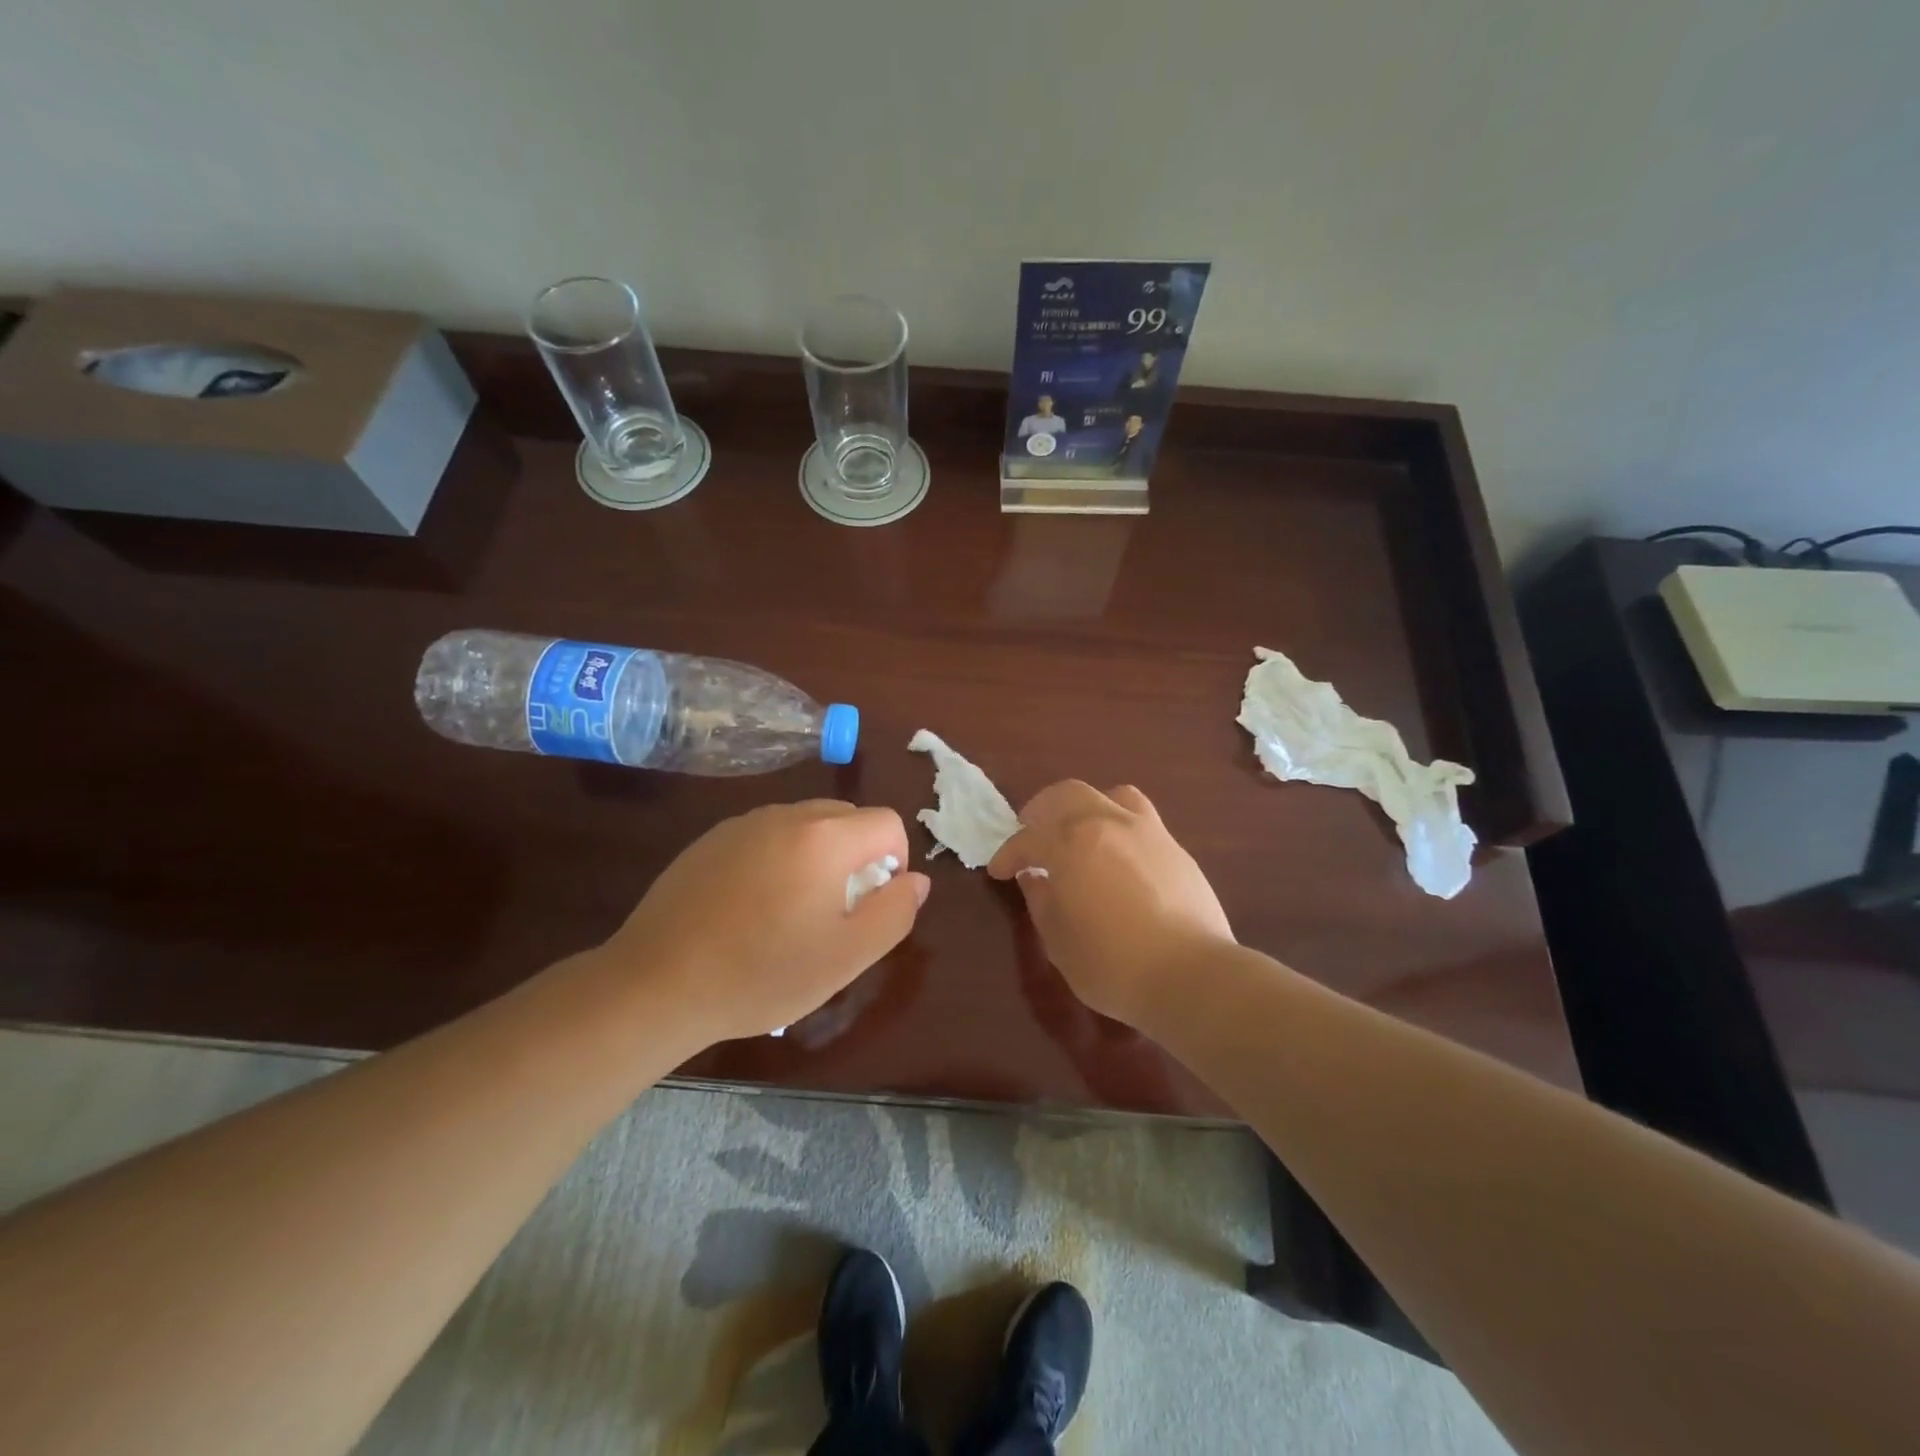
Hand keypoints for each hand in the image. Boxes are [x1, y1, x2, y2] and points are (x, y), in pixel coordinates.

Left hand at [602, 801, 929, 1045]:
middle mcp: (787, 815)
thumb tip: (915, 880)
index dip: (895, 863)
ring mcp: (744, 824)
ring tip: (791, 913)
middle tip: (835, 912)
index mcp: (826, 837)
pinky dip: (778, 860)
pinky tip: (750, 908)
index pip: (887, 823)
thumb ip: (894, 911)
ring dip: (817, 857)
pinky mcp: (711, 839)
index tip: (869, 906)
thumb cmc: (763, 973)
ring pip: (806, 826)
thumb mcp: (847, 956)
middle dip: (857, 857)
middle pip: (848, 818)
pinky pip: (767, 836)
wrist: (657, 983)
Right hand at [988, 781, 1233, 1028]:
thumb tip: (1033, 878)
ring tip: (1080, 833)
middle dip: (1042, 811)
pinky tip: (1118, 856)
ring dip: (1086, 808)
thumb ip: (1041, 901)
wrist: (1191, 975)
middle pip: (1067, 795)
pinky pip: (1141, 819)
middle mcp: (1107, 823)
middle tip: (1032, 834)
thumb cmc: (1112, 963)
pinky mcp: (1176, 848)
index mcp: (1071, 843)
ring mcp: (1147, 831)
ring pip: (1111, 796)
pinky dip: (1119, 826)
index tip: (999, 870)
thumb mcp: (1059, 940)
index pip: (1028, 838)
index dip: (1008, 854)